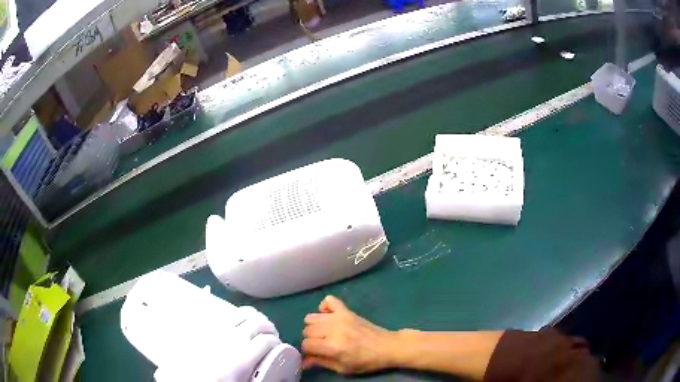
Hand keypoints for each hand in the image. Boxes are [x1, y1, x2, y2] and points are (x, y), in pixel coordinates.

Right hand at [301, 295, 397, 373]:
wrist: (387, 347)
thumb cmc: (366, 361)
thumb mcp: (343, 368)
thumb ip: (321, 362)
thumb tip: (303, 361)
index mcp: (332, 346)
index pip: (306, 344)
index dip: (308, 350)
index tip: (316, 353)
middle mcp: (333, 329)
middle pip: (307, 331)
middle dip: (311, 339)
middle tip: (322, 344)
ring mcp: (339, 317)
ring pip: (311, 317)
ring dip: (315, 326)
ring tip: (325, 333)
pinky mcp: (346, 310)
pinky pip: (328, 301)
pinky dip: (324, 308)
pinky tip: (329, 317)